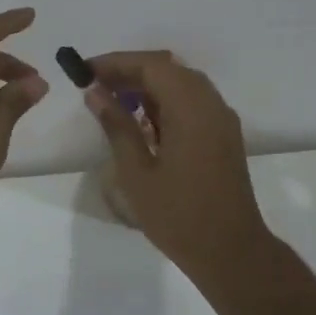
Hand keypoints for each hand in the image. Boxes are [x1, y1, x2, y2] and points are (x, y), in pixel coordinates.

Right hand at [84, 51, 274, 276]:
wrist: (230, 251)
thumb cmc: (177, 215)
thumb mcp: (136, 172)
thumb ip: (117, 126)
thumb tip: (95, 92)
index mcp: (191, 109)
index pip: (152, 66)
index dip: (116, 63)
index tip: (85, 71)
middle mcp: (211, 104)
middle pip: (168, 69)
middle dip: (130, 71)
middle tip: (96, 86)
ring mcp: (221, 119)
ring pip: (181, 84)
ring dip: (147, 86)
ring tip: (113, 102)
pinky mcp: (223, 135)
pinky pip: (192, 102)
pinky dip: (165, 101)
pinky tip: (142, 122)